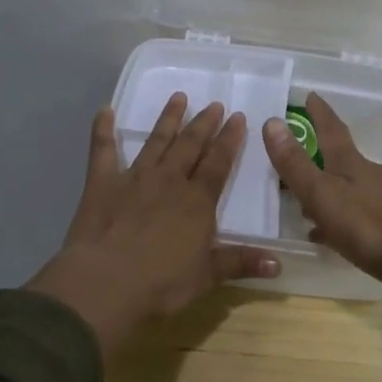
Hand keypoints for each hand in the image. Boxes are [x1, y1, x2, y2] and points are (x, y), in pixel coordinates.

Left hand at [28, 94, 278, 353]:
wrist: (106, 282)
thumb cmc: (161, 283)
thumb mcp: (207, 277)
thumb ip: (240, 263)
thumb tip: (279, 264)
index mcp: (197, 201)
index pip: (218, 163)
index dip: (229, 140)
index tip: (238, 117)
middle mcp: (169, 181)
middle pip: (190, 146)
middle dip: (204, 124)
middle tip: (214, 104)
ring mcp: (134, 178)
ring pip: (156, 141)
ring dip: (168, 119)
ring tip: (178, 97)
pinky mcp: (102, 183)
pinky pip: (103, 150)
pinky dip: (103, 129)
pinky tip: (105, 110)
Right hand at [261, 92, 381, 291]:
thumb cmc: (369, 225)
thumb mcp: (323, 195)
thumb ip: (296, 164)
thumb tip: (272, 121)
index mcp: (352, 164)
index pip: (332, 130)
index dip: (320, 114)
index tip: (311, 95)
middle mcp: (372, 175)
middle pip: (344, 160)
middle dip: (324, 157)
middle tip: (301, 159)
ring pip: (353, 190)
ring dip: (332, 193)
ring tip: (310, 208)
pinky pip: (363, 216)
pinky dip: (345, 220)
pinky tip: (336, 236)